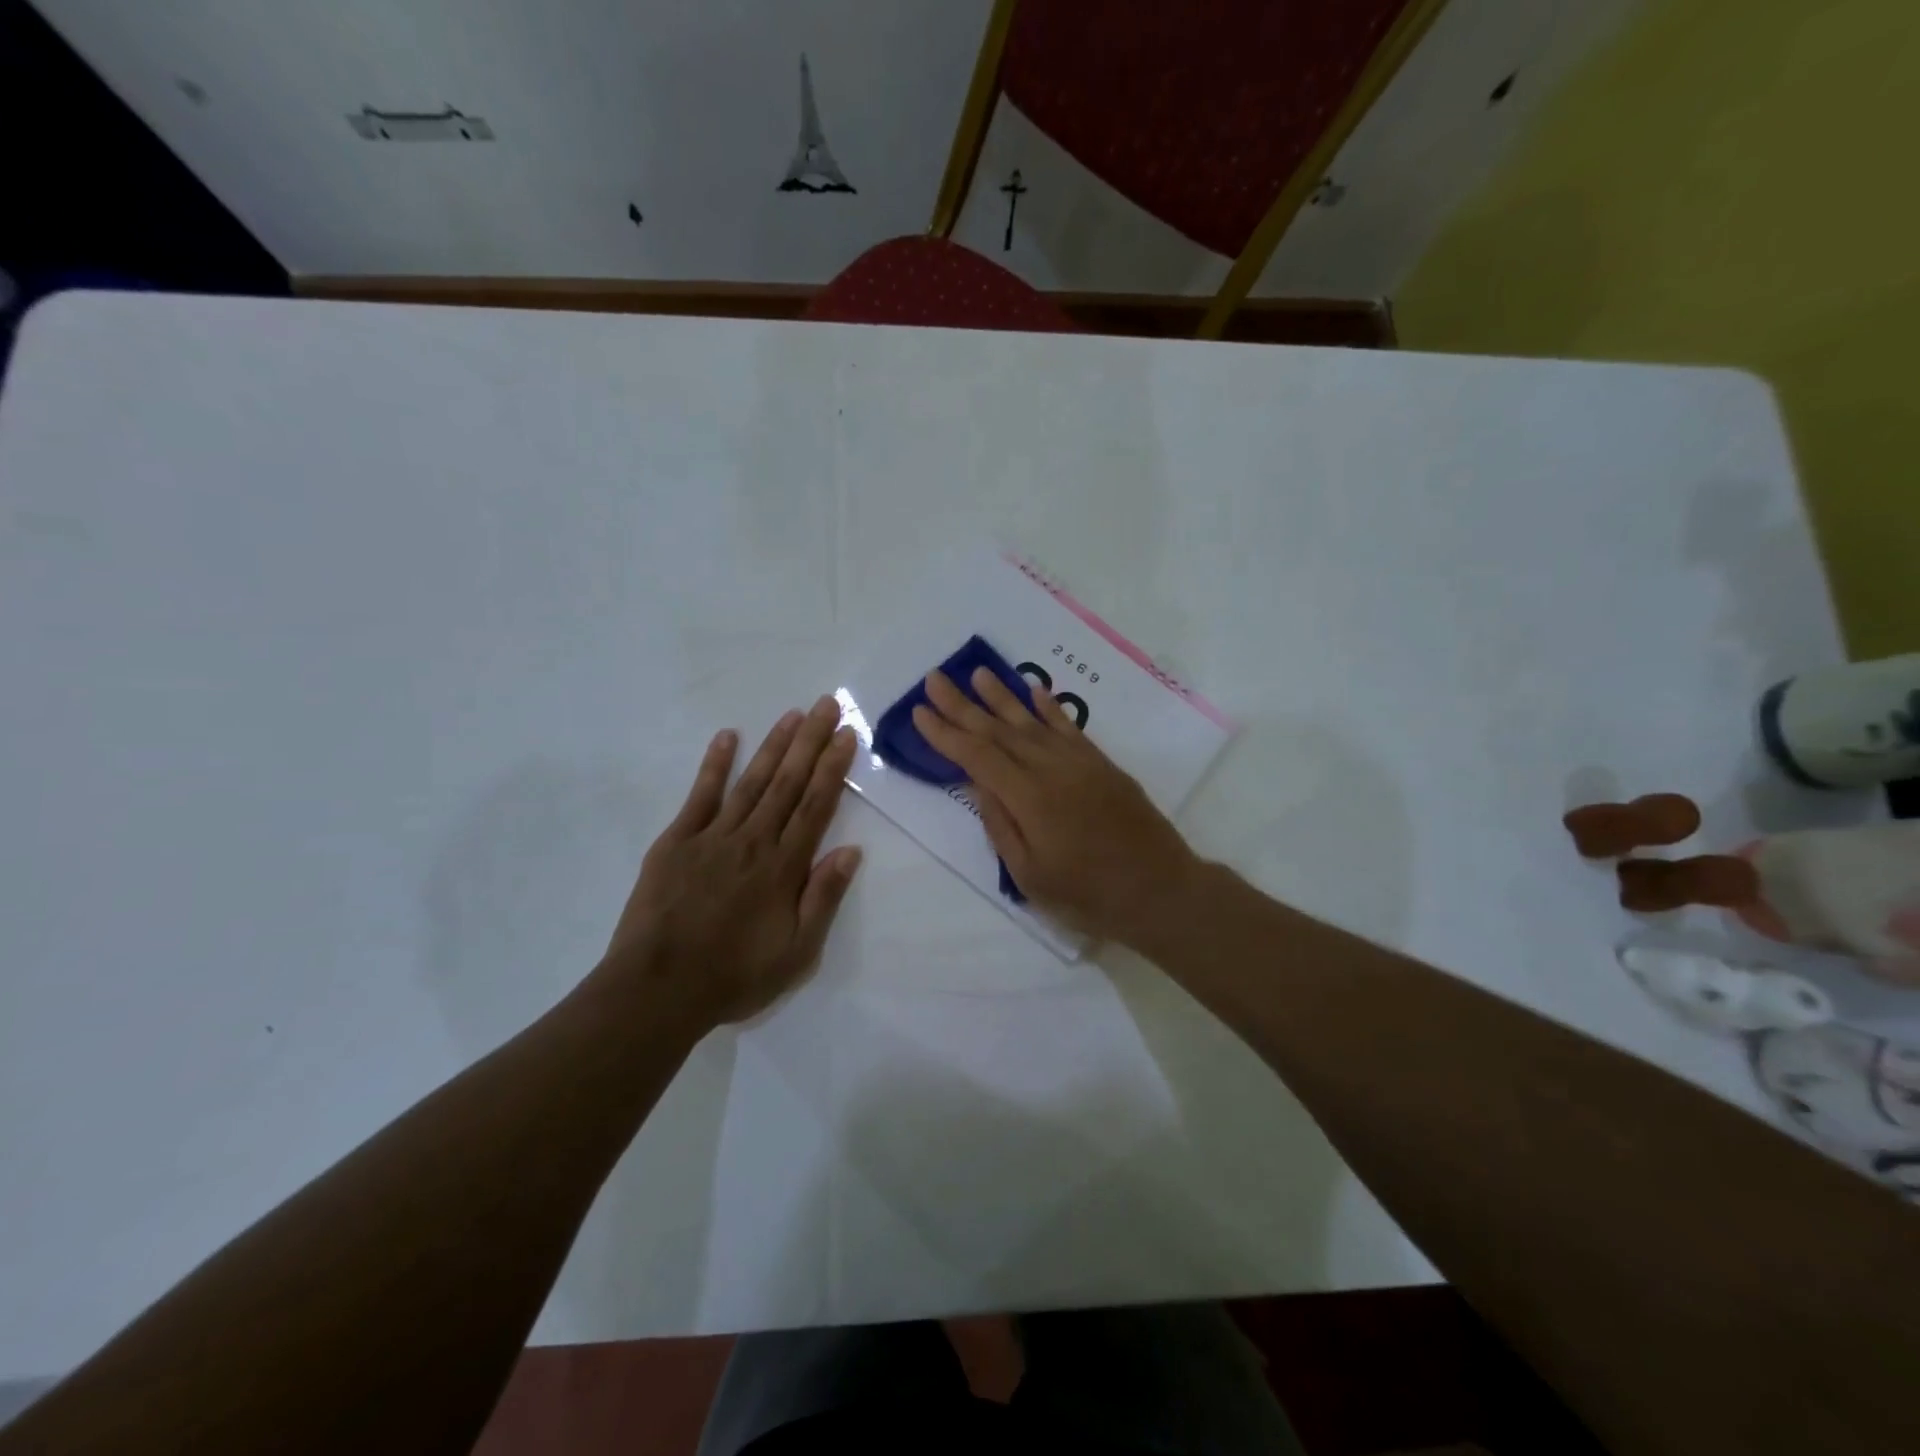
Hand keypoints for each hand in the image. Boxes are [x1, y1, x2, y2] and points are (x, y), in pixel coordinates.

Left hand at [601, 695, 861, 1027]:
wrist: (658, 989)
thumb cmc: (735, 975)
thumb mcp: (797, 952)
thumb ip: (823, 897)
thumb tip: (852, 850)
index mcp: (785, 866)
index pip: (816, 805)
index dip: (833, 767)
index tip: (846, 734)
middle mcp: (755, 840)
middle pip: (789, 782)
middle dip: (810, 741)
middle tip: (826, 704)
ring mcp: (713, 836)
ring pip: (752, 781)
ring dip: (774, 746)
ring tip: (792, 714)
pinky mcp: (677, 841)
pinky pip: (700, 795)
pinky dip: (714, 765)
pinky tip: (726, 737)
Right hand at [911, 668, 1202, 946]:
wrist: (1160, 889)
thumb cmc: (1089, 895)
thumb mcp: (1030, 875)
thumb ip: (1001, 825)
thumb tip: (979, 784)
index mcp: (1029, 798)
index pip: (977, 756)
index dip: (946, 734)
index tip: (920, 712)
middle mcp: (1051, 769)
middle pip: (999, 730)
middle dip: (963, 705)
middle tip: (935, 678)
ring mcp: (1079, 762)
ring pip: (1032, 721)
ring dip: (1002, 697)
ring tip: (978, 674)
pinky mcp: (1101, 764)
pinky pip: (1069, 727)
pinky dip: (1049, 707)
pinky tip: (1034, 691)